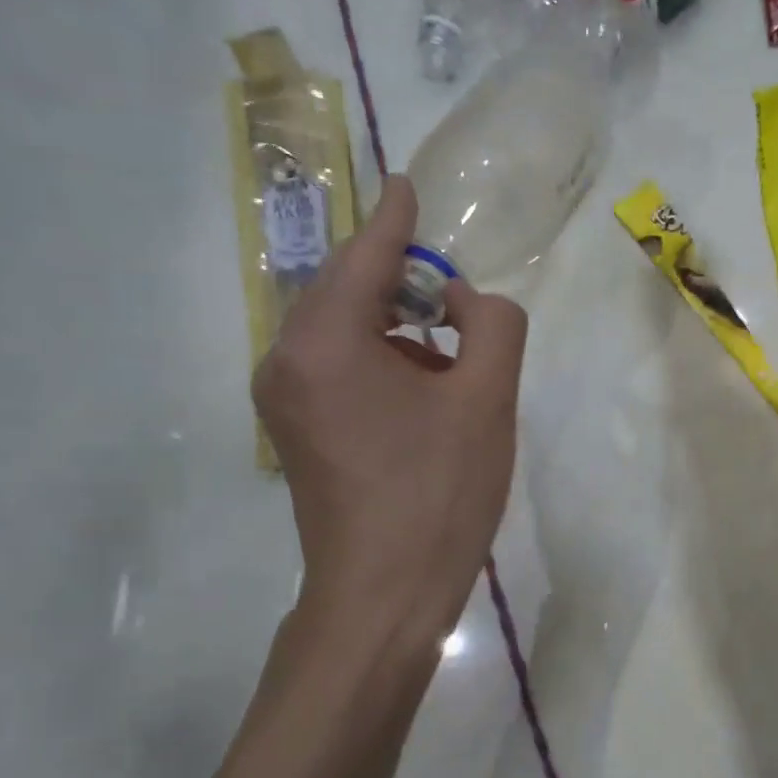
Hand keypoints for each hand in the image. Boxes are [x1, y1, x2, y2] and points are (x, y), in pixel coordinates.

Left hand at [252, 176, 526, 657]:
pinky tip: (424, 384)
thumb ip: (492, 324)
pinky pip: (337, 365)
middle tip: (454, 287)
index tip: (409, 184)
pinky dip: (381, 356)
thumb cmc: (440, 493)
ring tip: (450, 345)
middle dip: (400, 277)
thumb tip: (465, 303)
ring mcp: (284, 398)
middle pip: (346, 288)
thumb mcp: (487, 399)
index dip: (396, 219)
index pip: (365, 256)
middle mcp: (287, 359)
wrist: (387, 593)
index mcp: (325, 342)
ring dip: (395, 322)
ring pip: (342, 329)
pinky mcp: (296, 429)